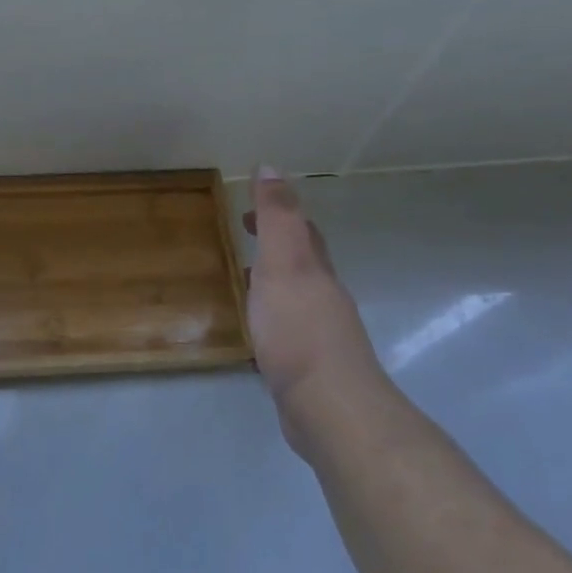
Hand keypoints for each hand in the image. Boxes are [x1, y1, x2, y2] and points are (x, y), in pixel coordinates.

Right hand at [244, 168, 381, 404]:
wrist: (328, 406)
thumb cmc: (299, 330)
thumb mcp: (284, 264)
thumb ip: (277, 218)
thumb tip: (271, 166)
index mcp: (316, 270)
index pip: (301, 231)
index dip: (277, 214)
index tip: (245, 210)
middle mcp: (323, 297)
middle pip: (304, 262)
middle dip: (278, 245)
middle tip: (243, 237)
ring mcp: (318, 334)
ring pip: (296, 297)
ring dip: (273, 283)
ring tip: (245, 281)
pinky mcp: (307, 367)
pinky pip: (287, 330)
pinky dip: (271, 319)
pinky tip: (256, 332)